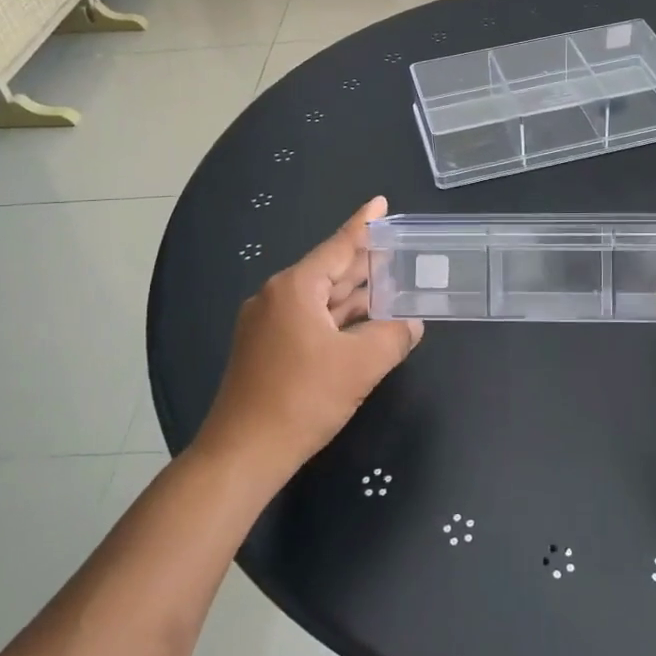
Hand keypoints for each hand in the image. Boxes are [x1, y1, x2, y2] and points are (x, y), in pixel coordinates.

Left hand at [193, 196, 422, 483]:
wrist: (243, 453)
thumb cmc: (302, 399)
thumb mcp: (360, 365)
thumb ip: (393, 337)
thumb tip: (411, 324)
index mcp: (295, 288)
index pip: (338, 246)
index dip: (364, 224)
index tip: (380, 202)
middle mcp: (276, 297)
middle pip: (329, 270)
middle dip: (364, 262)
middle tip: (397, 249)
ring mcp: (266, 324)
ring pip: (319, 299)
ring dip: (353, 294)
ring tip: (389, 284)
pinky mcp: (265, 349)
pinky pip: (309, 320)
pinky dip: (338, 318)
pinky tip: (362, 323)